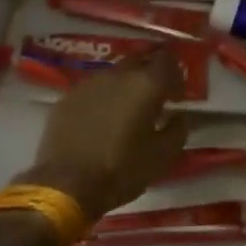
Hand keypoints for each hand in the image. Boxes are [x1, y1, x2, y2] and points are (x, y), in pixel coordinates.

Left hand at [12, 49, 189, 223]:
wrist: (66, 186)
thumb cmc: (121, 170)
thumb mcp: (163, 156)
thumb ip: (178, 129)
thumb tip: (179, 116)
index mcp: (145, 85)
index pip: (167, 59)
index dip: (176, 74)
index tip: (177, 95)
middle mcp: (117, 75)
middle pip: (139, 60)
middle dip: (150, 74)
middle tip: (154, 99)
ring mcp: (87, 84)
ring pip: (113, 75)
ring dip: (124, 86)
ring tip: (126, 112)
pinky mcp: (66, 98)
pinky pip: (91, 90)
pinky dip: (101, 100)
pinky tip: (100, 122)